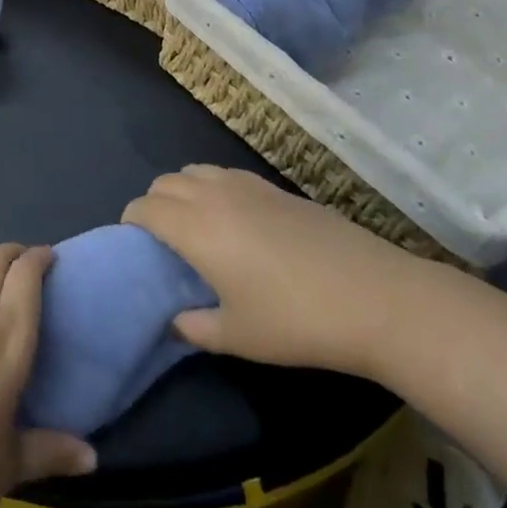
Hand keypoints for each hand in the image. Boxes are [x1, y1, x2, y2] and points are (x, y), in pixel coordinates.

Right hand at [123, 165, 434, 378]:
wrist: (374, 297)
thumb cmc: (296, 321)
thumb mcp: (238, 336)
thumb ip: (194, 328)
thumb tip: (174, 320)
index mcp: (195, 228)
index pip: (145, 208)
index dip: (132, 223)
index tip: (136, 248)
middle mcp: (214, 195)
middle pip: (166, 182)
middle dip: (154, 204)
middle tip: (165, 242)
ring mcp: (248, 185)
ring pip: (196, 170)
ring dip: (183, 190)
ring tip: (197, 226)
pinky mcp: (276, 187)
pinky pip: (226, 174)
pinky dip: (214, 187)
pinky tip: (236, 220)